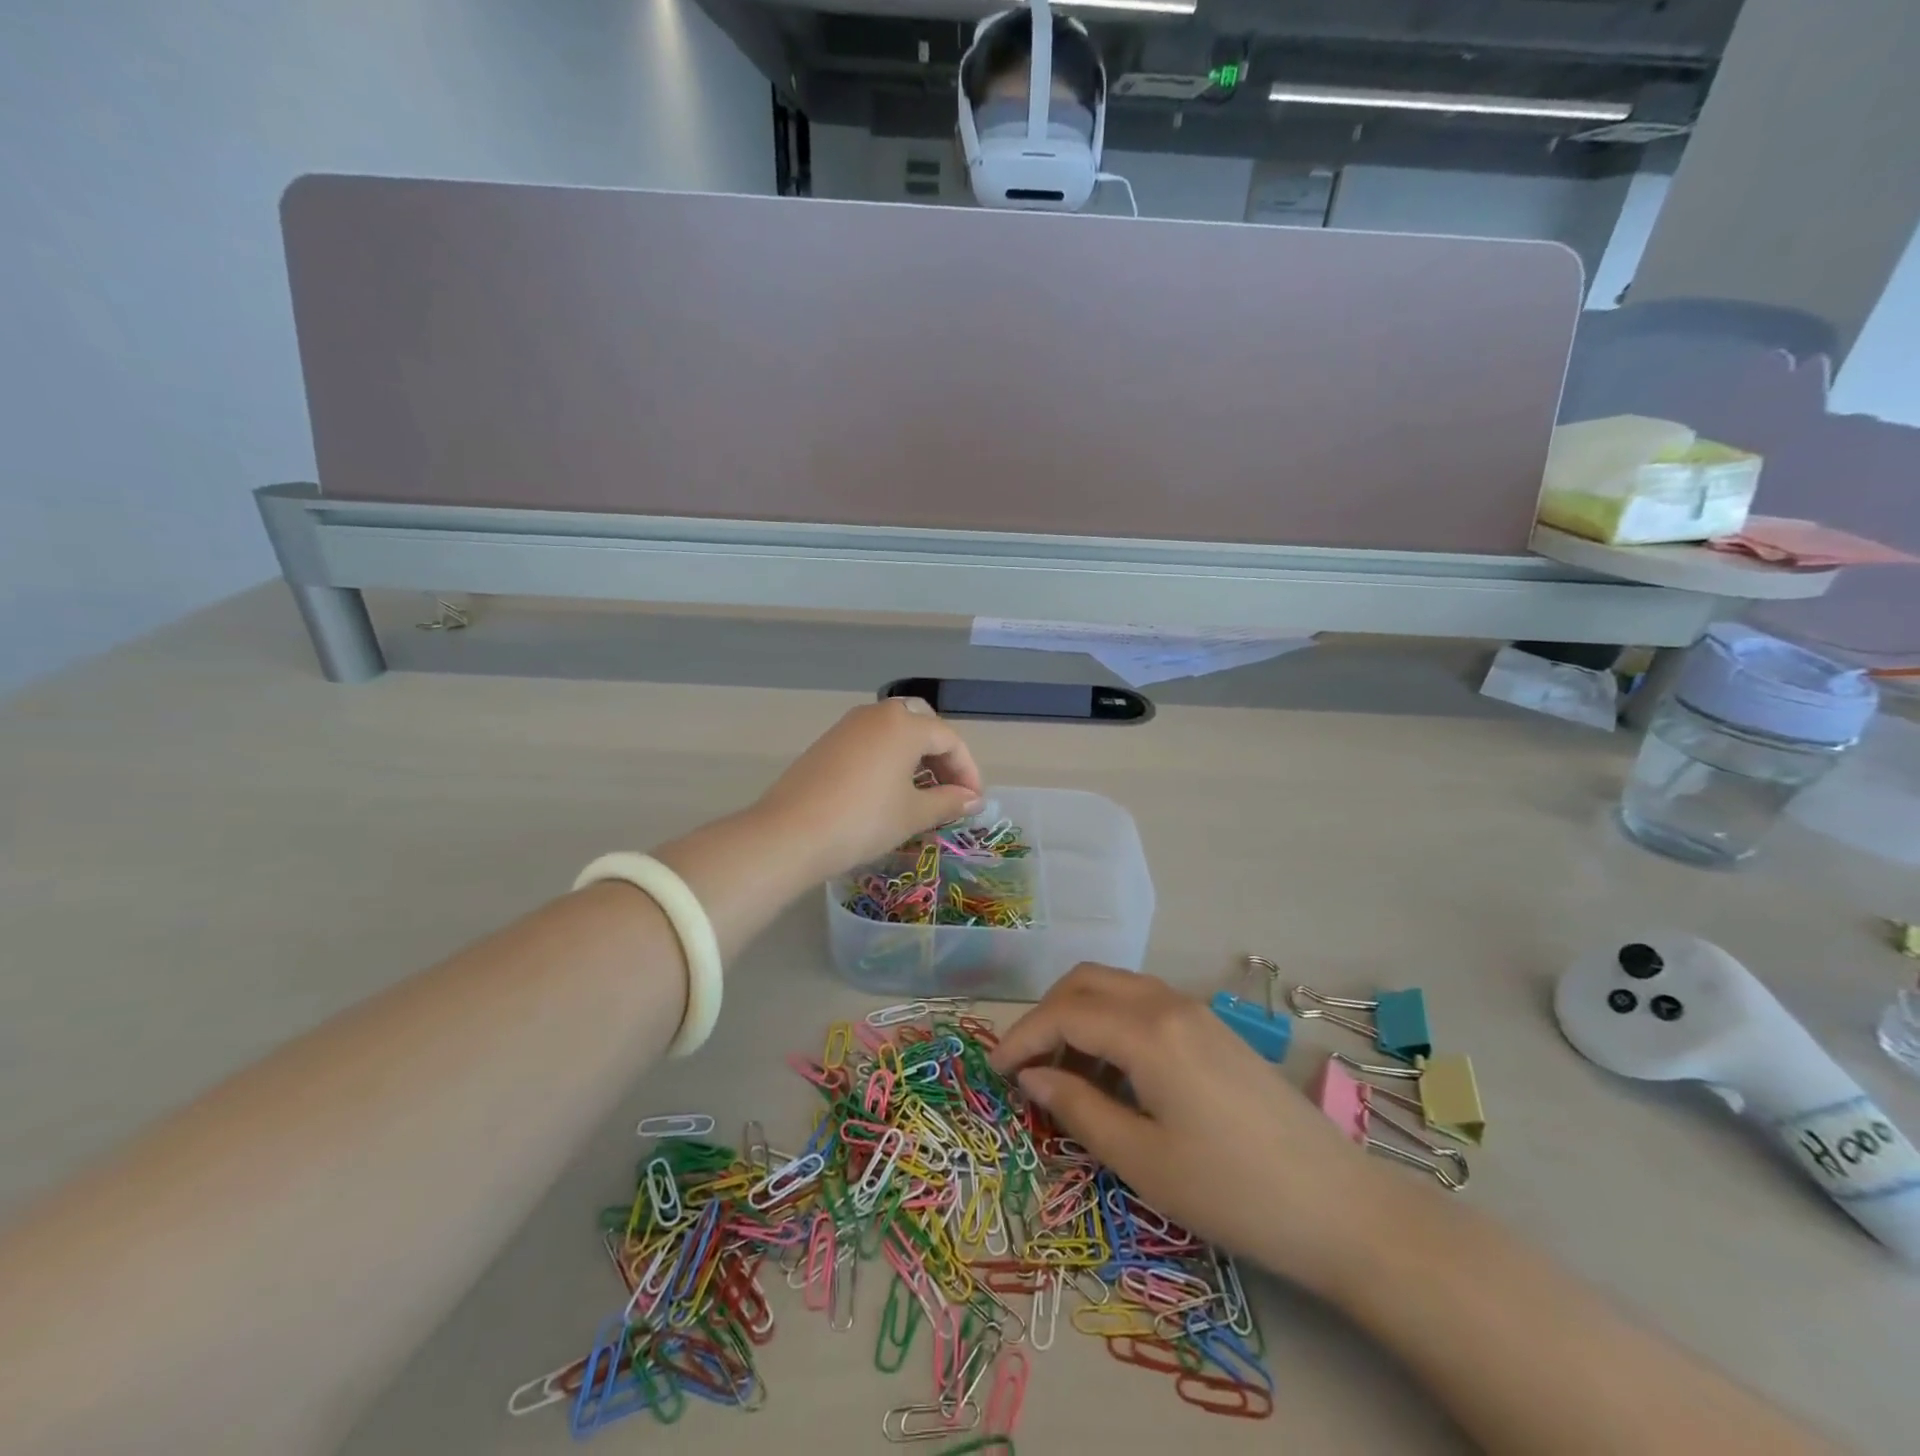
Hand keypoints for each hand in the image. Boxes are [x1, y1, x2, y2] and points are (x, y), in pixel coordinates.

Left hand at [754, 699, 984, 879]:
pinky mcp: (827, 743)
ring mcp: (848, 726)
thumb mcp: (913, 814)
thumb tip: (973, 799)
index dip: (968, 771)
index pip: (949, 740)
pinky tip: (888, 791)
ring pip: (894, 731)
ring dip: (915, 756)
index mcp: (904, 724)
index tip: (972, 803)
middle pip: (922, 724)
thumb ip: (948, 802)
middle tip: (948, 790)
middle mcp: (877, 715)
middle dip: (941, 755)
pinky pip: (871, 741)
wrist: (790, 834)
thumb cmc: (863, 820)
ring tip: (921, 793)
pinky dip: (889, 758)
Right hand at [990, 964, 1391, 1291]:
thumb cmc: (1232, 1191)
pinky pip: (1144, 1005)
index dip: (1021, 1037)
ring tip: (1064, 1074)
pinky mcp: (1213, 1029)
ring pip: (1116, 988)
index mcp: (1148, 1031)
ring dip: (1079, 1016)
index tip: (994, 1071)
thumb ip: (1078, 1108)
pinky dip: (1112, 1023)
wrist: (1339, 1207)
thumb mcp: (1142, 1160)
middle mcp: (1168, 1003)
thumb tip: (1031, 1077)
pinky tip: (1113, 1072)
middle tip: (1026, 1065)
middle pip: (1087, 982)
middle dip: (1046, 1014)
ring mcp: (1196, 1011)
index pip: (1064, 1013)